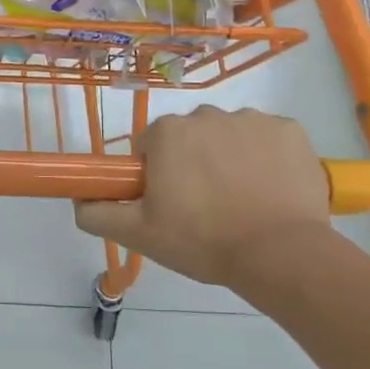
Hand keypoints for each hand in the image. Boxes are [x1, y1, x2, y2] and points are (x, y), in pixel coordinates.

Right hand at [74, 108, 329, 289]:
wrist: (281, 254)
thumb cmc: (203, 240)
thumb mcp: (139, 234)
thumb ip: (98, 214)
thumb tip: (79, 199)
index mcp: (168, 132)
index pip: (151, 145)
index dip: (156, 173)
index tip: (169, 202)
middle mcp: (207, 114)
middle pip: (191, 137)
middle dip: (193, 163)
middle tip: (204, 207)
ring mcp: (253, 120)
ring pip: (230, 136)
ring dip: (230, 159)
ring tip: (242, 203)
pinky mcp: (291, 131)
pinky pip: (269, 139)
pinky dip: (268, 159)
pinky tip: (271, 191)